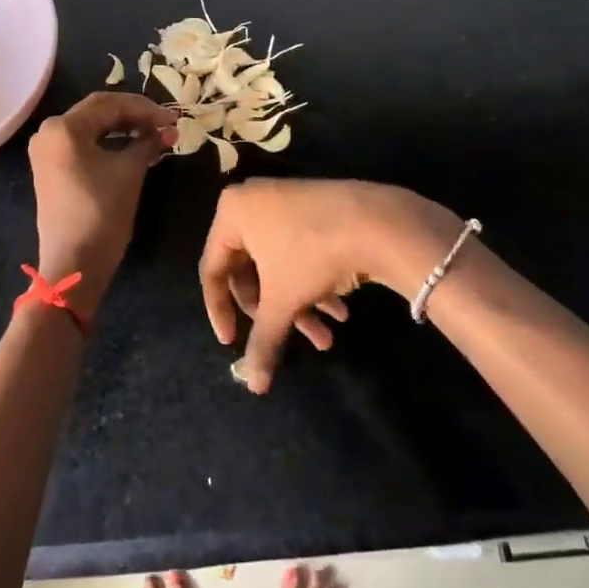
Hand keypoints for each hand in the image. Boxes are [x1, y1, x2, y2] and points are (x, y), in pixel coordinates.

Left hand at [28, 92, 177, 315]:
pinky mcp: (51, 168)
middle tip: (166, 123)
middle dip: (135, 115)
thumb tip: (166, 130)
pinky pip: (83, 144)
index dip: (146, 109)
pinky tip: (133, 146)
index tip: (174, 118)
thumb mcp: (130, 171)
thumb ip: (147, 142)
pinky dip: (109, 142)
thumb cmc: (102, 212)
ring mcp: (47, 151)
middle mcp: (49, 131)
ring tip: (154, 134)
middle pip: (99, 111)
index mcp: (64, 127)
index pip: (111, 104)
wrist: (75, 263)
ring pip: (92, 127)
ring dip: (124, 127)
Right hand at [199, 178, 467, 392]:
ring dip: (300, 304)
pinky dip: (313, 283)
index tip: (230, 342)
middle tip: (288, 337)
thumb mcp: (282, 301)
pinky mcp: (313, 208)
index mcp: (232, 212)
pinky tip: (340, 312)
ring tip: (327, 338)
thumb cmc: (310, 254)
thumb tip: (254, 387)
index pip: (212, 270)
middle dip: (273, 311)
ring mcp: (285, 201)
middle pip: (250, 269)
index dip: (219, 310)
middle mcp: (253, 201)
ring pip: (279, 265)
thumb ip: (263, 341)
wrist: (376, 220)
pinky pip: (299, 250)